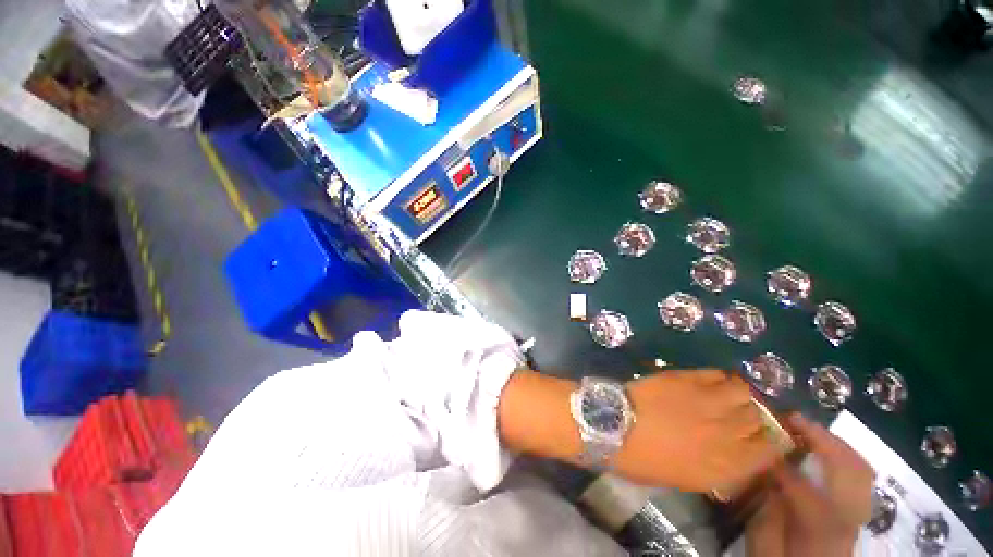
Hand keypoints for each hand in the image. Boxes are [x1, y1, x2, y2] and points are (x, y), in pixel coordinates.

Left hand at [613, 370, 781, 491]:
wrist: (613, 425)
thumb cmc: (642, 460)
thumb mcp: (685, 478)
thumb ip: (717, 467)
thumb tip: (733, 455)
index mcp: (724, 466)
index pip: (769, 452)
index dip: (771, 443)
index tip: (763, 437)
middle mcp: (725, 433)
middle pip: (760, 419)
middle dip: (756, 417)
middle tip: (743, 414)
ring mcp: (707, 402)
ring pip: (744, 392)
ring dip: (741, 395)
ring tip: (729, 396)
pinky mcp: (686, 378)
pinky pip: (717, 374)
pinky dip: (720, 378)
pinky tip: (713, 382)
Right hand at [746, 414, 874, 556]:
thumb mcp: (766, 549)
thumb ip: (767, 515)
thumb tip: (766, 479)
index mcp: (822, 532)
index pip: (804, 490)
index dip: (779, 465)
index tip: (756, 444)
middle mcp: (848, 520)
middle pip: (850, 471)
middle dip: (823, 439)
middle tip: (793, 418)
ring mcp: (858, 515)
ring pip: (860, 469)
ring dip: (835, 443)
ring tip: (807, 428)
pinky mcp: (858, 512)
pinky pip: (860, 476)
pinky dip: (844, 455)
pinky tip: (823, 448)